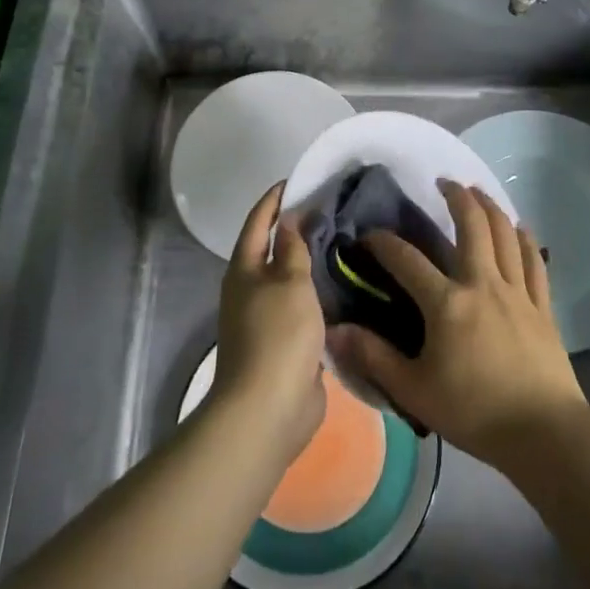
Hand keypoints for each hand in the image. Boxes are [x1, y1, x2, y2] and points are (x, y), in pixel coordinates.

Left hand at [211, 182, 325, 466]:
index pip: (259, 222)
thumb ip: (293, 248)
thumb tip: (290, 218)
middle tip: (331, 211)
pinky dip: (319, 294)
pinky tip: (344, 287)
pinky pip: (303, 308)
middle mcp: (251, 290)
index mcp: (245, 270)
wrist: (269, 408)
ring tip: (344, 244)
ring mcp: (266, 319)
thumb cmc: (277, 335)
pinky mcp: (285, 343)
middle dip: (297, 230)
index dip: (275, 200)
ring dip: (311, 263)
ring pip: (290, 280)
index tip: (298, 181)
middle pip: (273, 250)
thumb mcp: (290, 282)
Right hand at [327, 181, 586, 470]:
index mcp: (447, 303)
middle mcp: (483, 284)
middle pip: (472, 226)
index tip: (369, 235)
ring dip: (490, 207)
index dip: (384, 243)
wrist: (544, 434)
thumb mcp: (415, 391)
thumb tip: (335, 331)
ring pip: (505, 234)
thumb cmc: (474, 412)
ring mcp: (517, 292)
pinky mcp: (542, 306)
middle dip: (456, 198)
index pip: (407, 260)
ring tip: (478, 192)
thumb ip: (374, 357)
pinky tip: (521, 228)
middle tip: (444, 182)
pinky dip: (526, 240)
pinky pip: (534, 262)